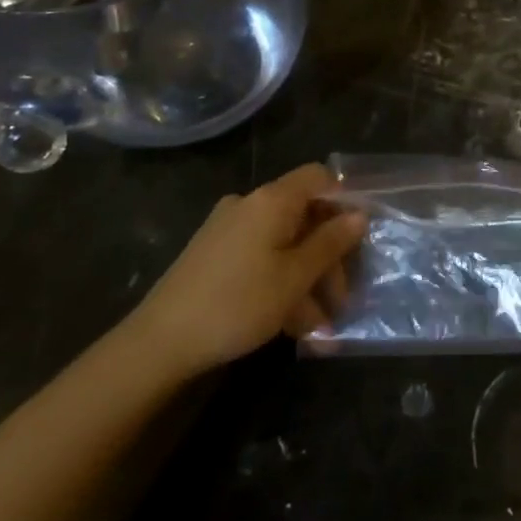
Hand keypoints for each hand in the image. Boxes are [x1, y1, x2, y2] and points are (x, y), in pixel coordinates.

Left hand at [132, 164, 365, 377]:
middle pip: (305, 217)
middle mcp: (250, 205)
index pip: (319, 178)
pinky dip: (281, 286)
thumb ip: (330, 244)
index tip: (361, 238)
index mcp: (272, 200)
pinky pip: (262, 260)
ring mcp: (229, 231)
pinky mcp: (215, 256)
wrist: (159, 343)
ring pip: (285, 246)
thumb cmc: (237, 303)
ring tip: (321, 329)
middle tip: (342, 301)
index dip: (345, 201)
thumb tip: (359, 216)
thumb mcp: (295, 277)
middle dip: (328, 258)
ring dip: (308, 282)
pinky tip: (294, 327)